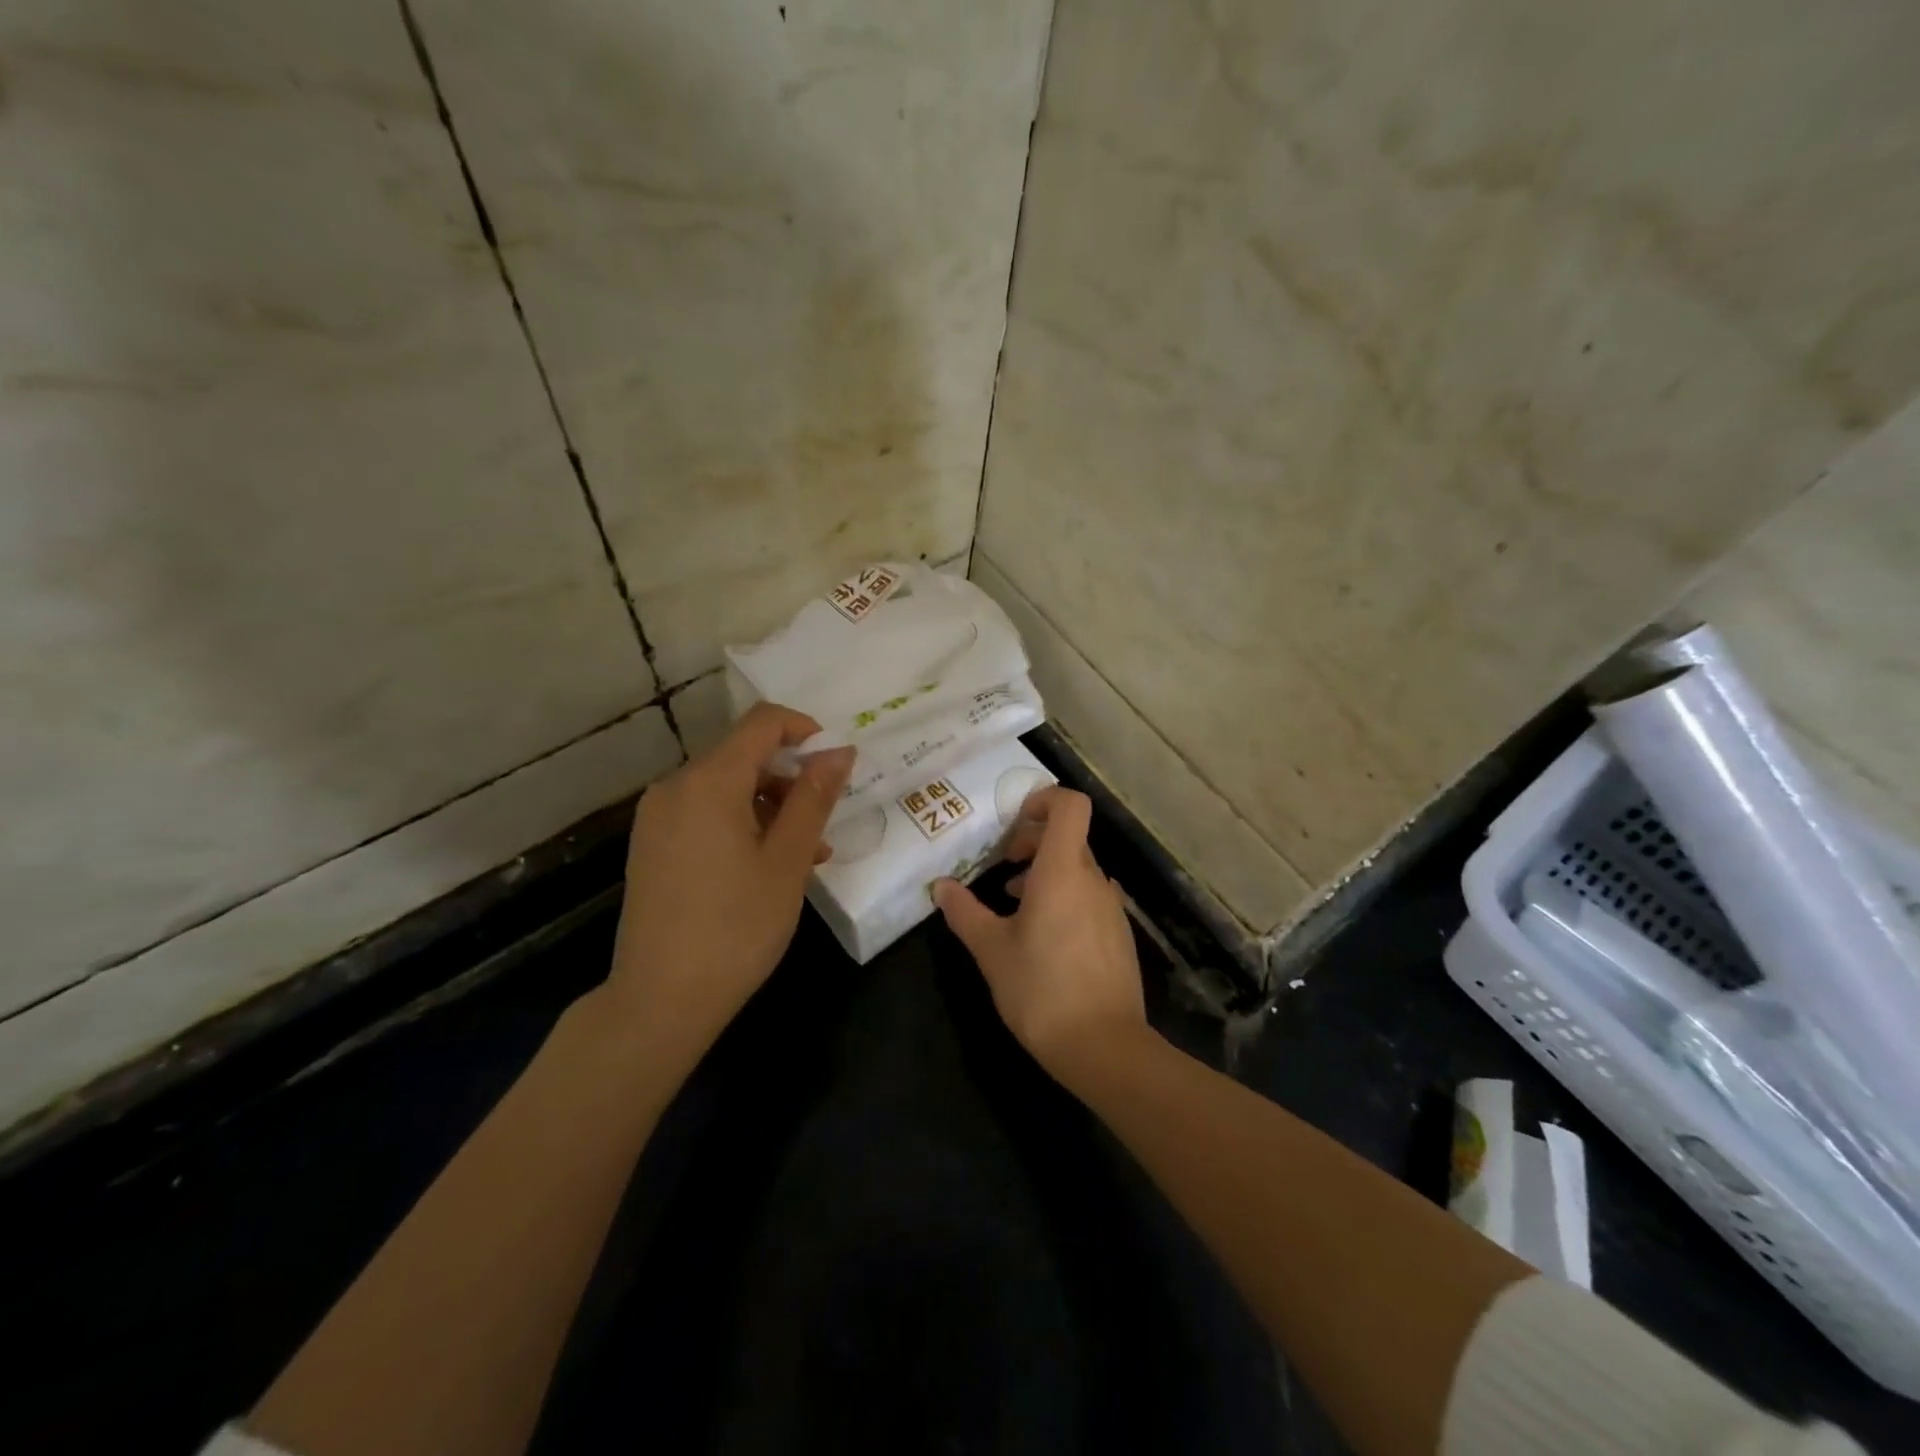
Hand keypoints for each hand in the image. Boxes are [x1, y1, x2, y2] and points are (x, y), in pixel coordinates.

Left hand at [604, 703, 854, 1070]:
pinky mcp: (651, 844)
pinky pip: (705, 814)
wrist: (660, 1000)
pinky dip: (741, 825)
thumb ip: (814, 797)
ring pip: (727, 788)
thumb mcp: (788, 860)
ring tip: (805, 856)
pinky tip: (766, 866)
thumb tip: (839, 750)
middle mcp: (675, 786)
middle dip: (791, 780)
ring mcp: (658, 817)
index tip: (836, 764)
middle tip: (824, 826)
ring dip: (771, 807)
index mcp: (709, 781)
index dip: (805, 730)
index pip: (762, 722)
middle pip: (744, 756)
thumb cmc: (737, 927)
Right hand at [933, 787, 1146, 1075]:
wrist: (1105, 1048)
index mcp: (1063, 871)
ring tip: (1013, 900)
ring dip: (1045, 871)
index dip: (1044, 799)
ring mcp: (1112, 907)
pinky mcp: (1119, 934)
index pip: (1071, 806)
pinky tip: (1042, 935)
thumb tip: (941, 887)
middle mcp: (1093, 880)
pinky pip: (1089, 897)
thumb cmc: (1041, 990)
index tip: (1013, 818)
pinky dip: (1064, 897)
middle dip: (1033, 840)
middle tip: (1001, 863)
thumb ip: (964, 912)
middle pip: (1069, 837)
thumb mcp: (991, 951)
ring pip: (1078, 869)